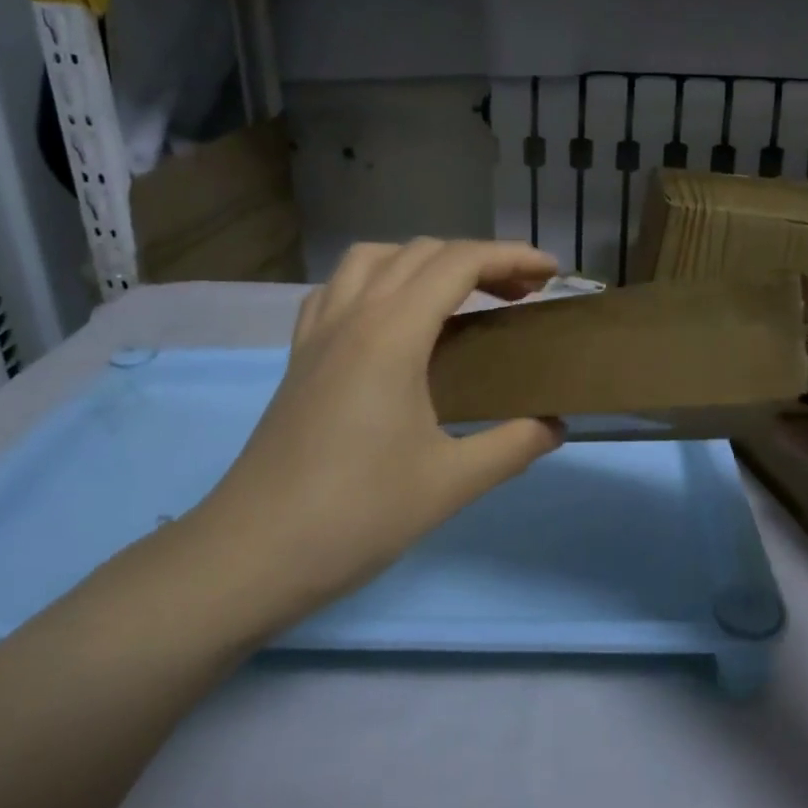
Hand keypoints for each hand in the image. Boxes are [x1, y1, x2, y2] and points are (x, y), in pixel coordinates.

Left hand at [179, 240, 564, 634]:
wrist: (252, 554)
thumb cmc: (356, 515)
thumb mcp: (450, 483)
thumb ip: (513, 446)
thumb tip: (555, 427)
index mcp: (392, 335)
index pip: (459, 263)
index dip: (512, 257)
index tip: (552, 273)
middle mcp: (352, 317)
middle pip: (421, 252)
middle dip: (478, 260)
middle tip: (520, 295)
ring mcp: (317, 334)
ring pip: (371, 260)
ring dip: (423, 262)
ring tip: (457, 297)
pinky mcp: (298, 358)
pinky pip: (337, 291)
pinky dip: (376, 283)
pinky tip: (391, 321)